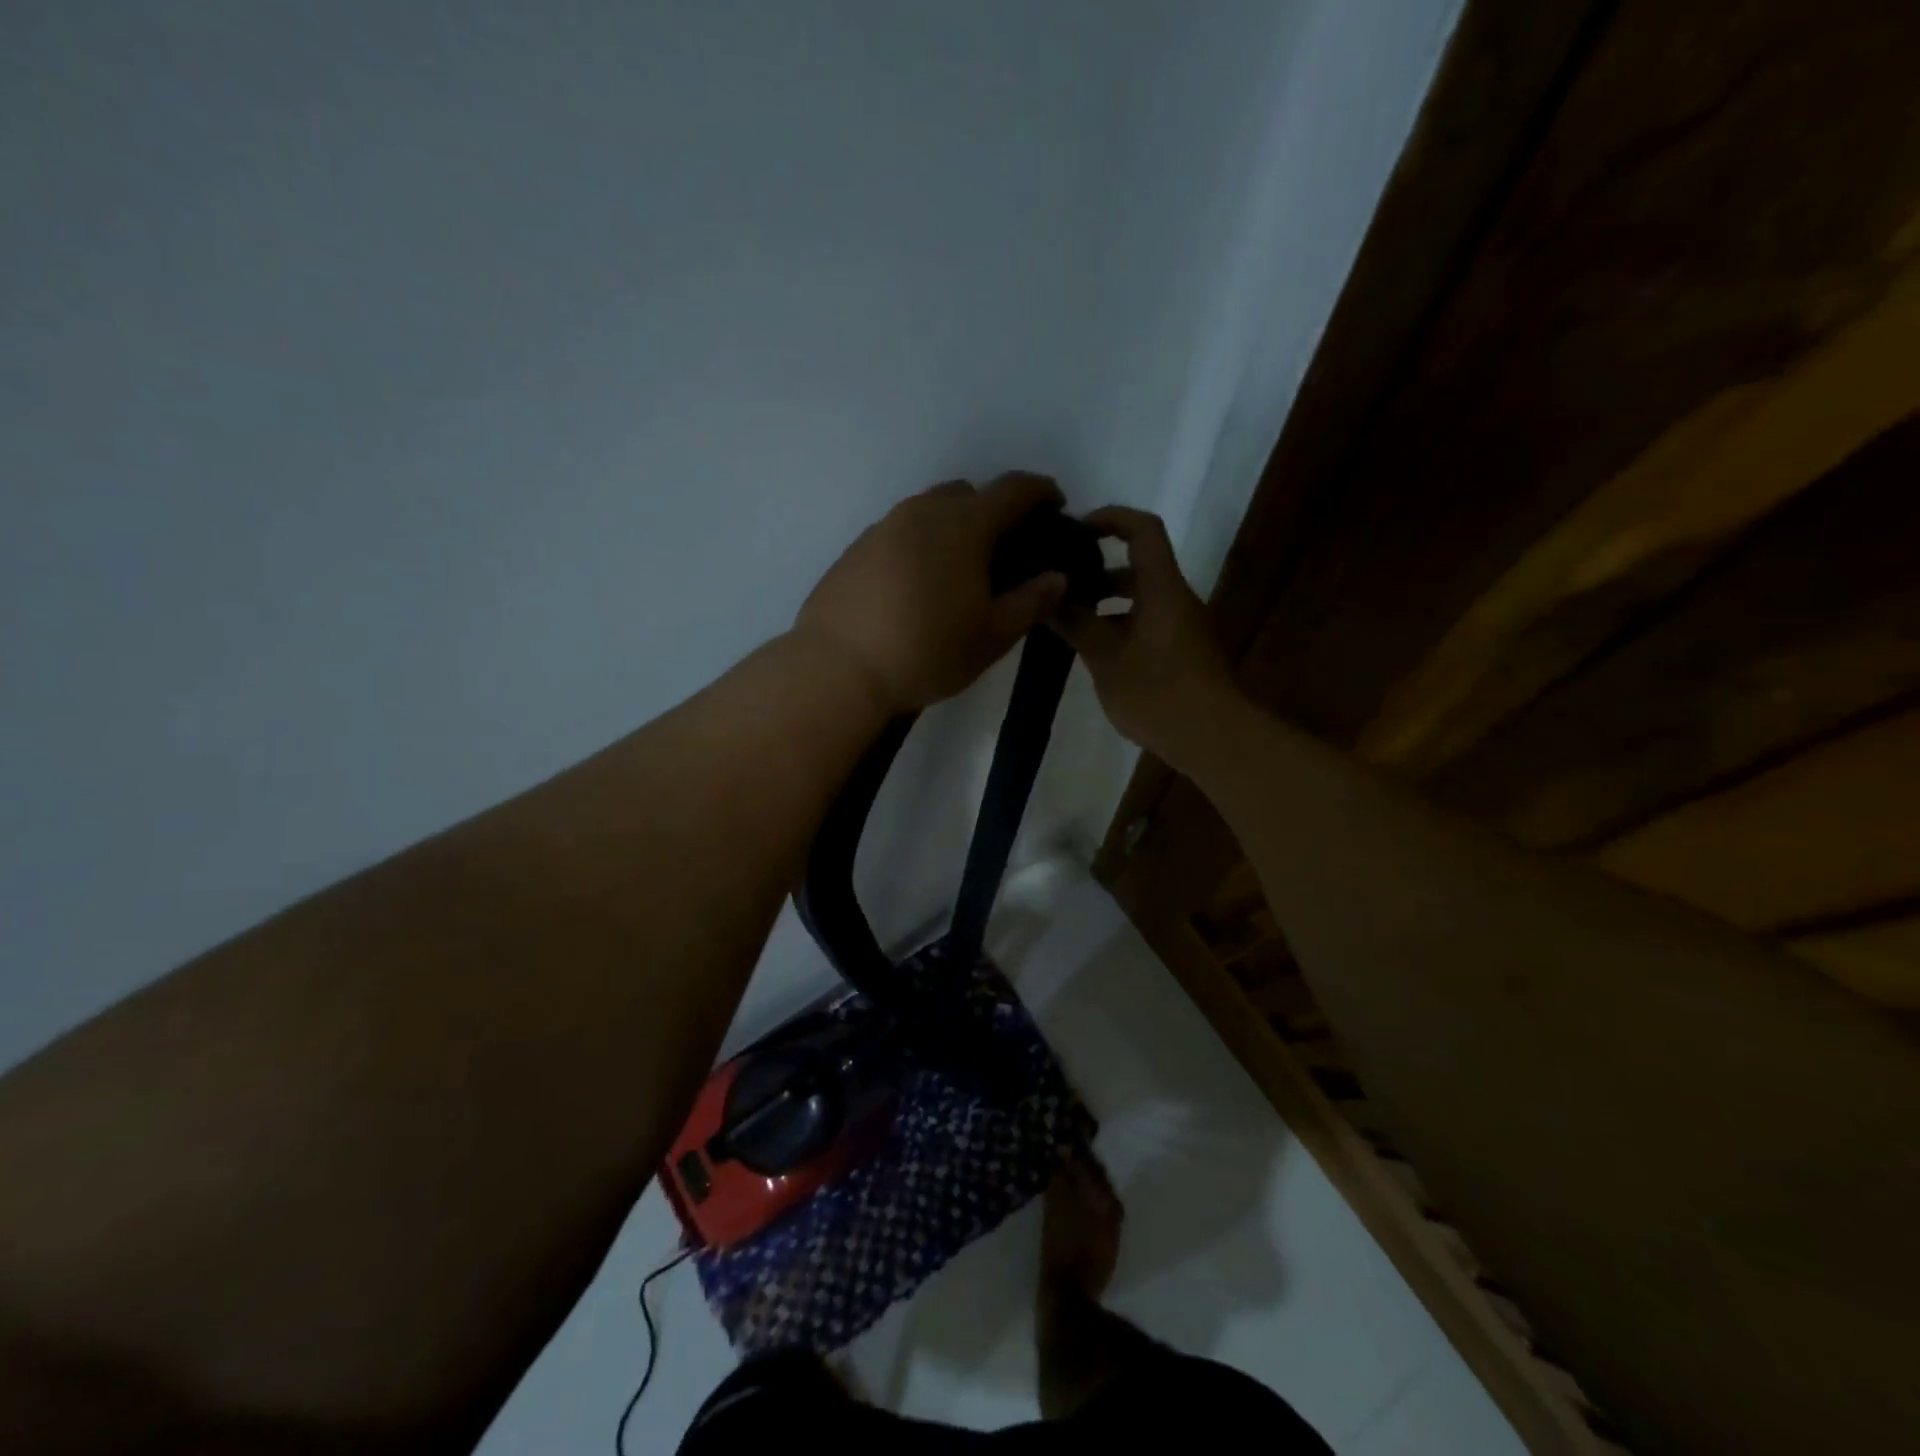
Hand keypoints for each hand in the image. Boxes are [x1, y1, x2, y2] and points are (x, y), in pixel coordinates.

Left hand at [796, 473, 1070, 712]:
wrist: (839, 669)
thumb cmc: (927, 651)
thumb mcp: (992, 636)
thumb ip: (1031, 601)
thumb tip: (1056, 576)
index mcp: (964, 524)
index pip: (1014, 489)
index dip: (1042, 492)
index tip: (1056, 508)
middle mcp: (922, 512)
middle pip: (967, 494)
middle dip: (993, 511)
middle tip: (1003, 552)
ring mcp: (882, 527)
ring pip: (928, 512)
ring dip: (951, 528)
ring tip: (957, 573)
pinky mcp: (854, 549)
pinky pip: (898, 534)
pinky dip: (918, 547)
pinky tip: (915, 588)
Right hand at [1053, 506, 1239, 764]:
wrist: (1212, 737)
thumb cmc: (1158, 691)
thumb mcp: (1106, 657)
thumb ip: (1076, 623)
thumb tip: (1047, 597)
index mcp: (1162, 588)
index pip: (1142, 531)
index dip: (1110, 519)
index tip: (1075, 531)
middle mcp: (1176, 599)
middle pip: (1138, 567)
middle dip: (1096, 570)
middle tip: (1058, 583)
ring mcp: (1181, 627)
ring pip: (1140, 599)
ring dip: (1105, 604)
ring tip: (1066, 620)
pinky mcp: (1181, 652)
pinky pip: (1146, 623)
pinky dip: (1118, 625)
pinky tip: (1092, 651)